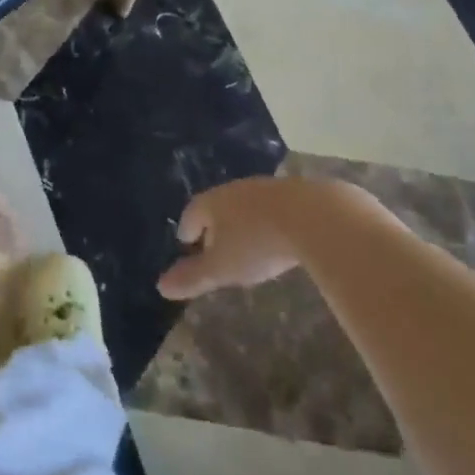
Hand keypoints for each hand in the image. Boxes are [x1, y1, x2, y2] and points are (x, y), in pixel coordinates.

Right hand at [157, 177, 322, 300]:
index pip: (191, 213)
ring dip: (243, 223)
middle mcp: (234, 189)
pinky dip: (268, 221)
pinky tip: (278, 237)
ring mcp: (265, 188)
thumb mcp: (222, 268)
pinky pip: (272, 207)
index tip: (187, 243)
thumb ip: (193, 277)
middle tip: (215, 248)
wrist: (313, 216)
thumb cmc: (257, 243)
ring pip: (245, 205)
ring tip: (247, 245)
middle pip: (217, 206)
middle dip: (214, 226)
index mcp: (211, 202)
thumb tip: (161, 286)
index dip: (187, 229)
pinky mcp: (294, 193)